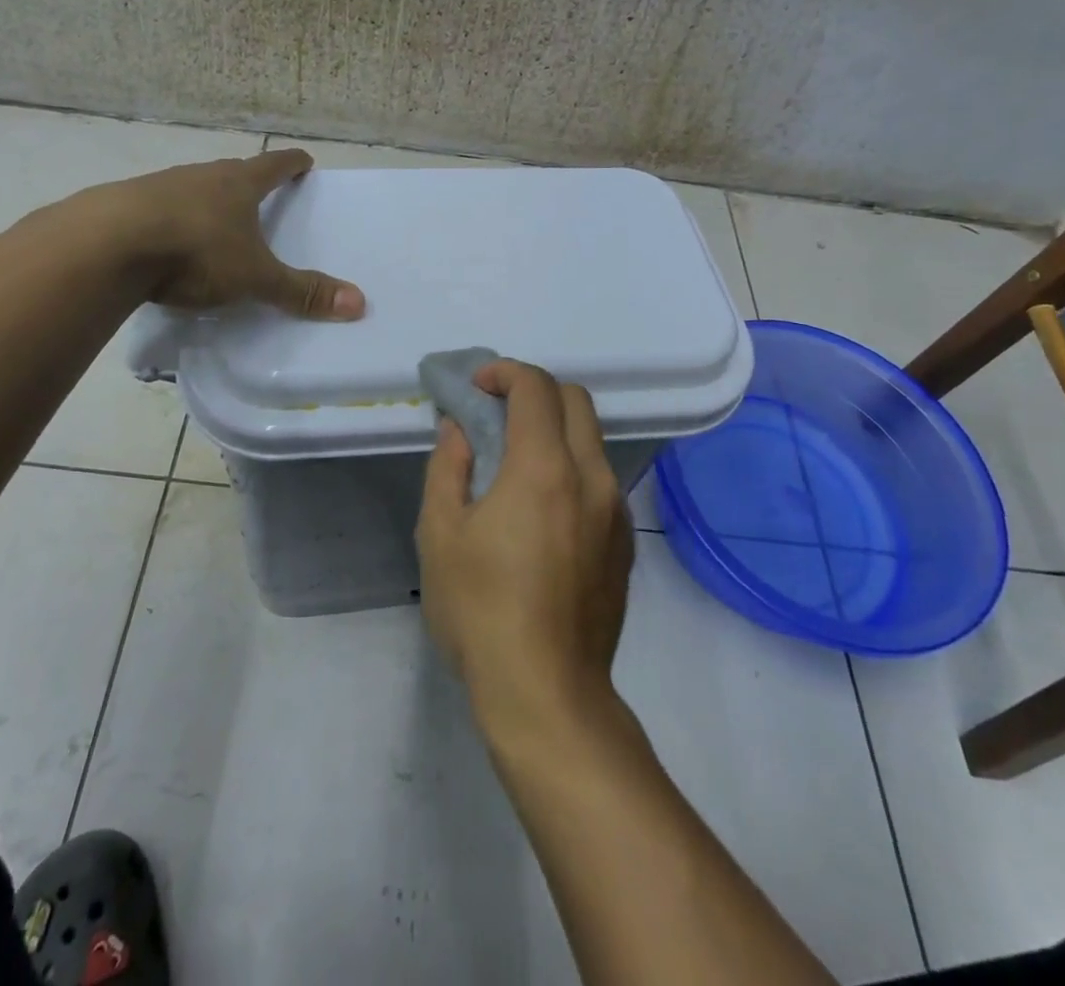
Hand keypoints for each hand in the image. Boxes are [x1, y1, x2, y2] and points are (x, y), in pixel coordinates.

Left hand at [111, 148, 364, 318]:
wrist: (107, 244)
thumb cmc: (195, 251)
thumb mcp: (255, 278)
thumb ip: (302, 292)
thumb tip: (359, 303)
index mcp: (237, 184)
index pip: (274, 165)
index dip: (292, 164)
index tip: (304, 160)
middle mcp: (200, 176)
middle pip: (231, 172)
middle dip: (248, 181)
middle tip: (259, 194)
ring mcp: (159, 186)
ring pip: (192, 188)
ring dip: (206, 200)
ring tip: (214, 220)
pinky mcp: (124, 205)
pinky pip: (158, 208)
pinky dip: (170, 219)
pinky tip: (166, 240)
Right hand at [417, 360, 633, 738]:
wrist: (546, 693)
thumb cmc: (480, 610)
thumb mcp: (441, 533)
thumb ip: (448, 466)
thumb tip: (459, 428)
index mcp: (543, 468)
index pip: (536, 387)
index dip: (505, 372)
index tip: (477, 386)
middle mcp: (590, 477)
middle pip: (575, 400)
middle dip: (535, 391)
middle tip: (496, 413)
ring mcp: (615, 510)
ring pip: (592, 438)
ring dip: (555, 428)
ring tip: (515, 459)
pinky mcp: (624, 541)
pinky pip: (600, 478)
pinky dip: (571, 465)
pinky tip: (542, 507)